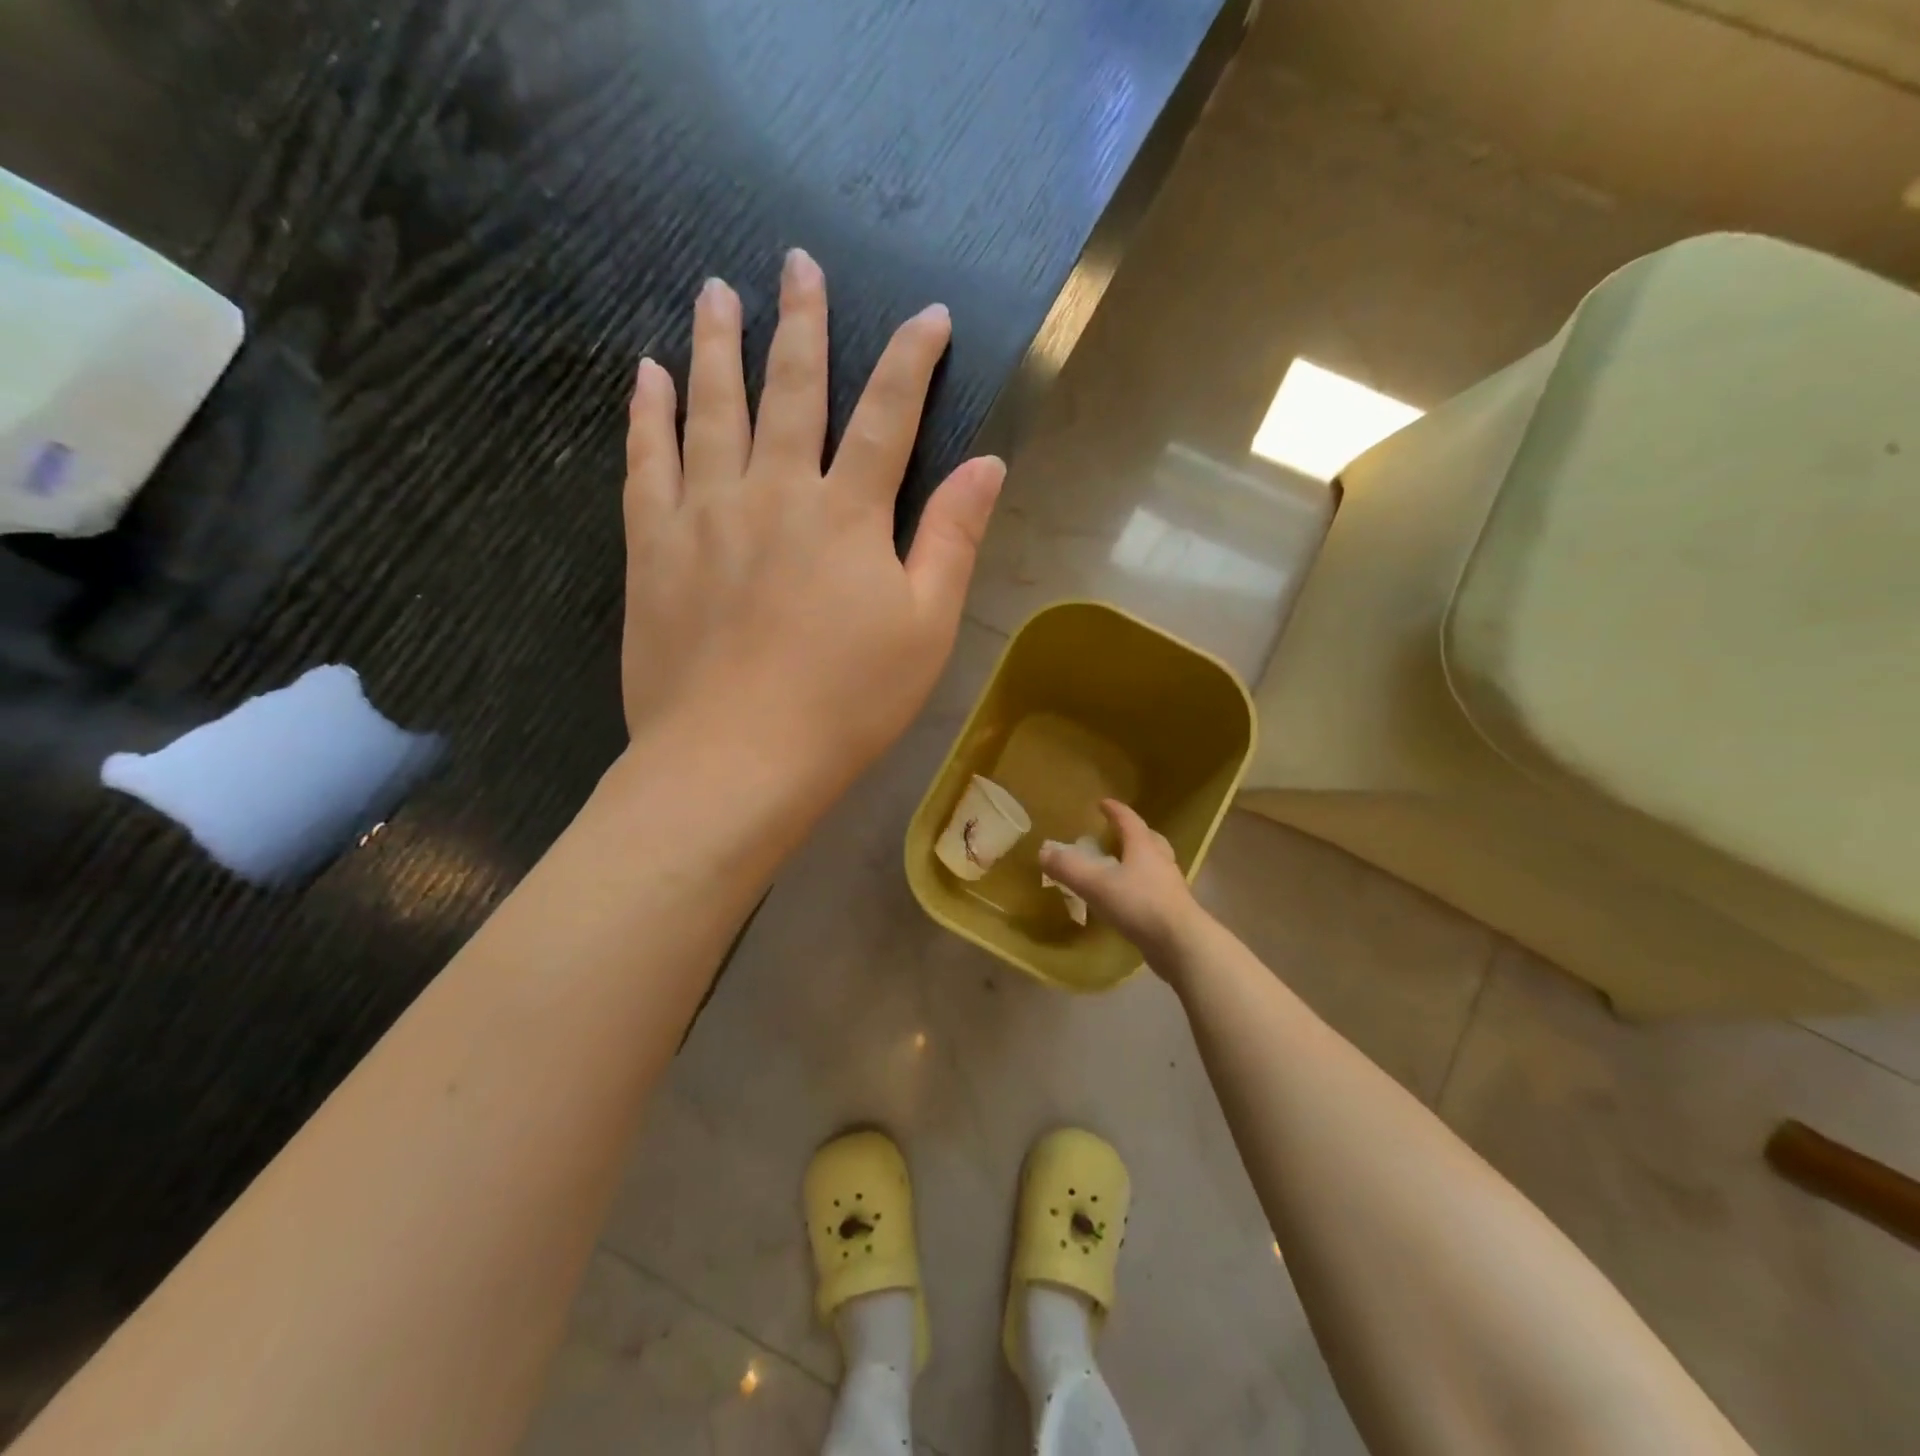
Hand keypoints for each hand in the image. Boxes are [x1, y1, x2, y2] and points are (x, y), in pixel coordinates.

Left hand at [620, 249, 1004, 782]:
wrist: (736, 759)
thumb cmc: (847, 703)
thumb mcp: (925, 628)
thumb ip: (952, 540)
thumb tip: (988, 465)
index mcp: (847, 514)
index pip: (889, 415)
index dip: (912, 360)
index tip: (929, 316)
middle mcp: (775, 491)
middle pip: (792, 389)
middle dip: (802, 322)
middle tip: (797, 263)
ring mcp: (705, 513)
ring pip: (711, 408)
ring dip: (716, 345)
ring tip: (714, 291)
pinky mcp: (652, 547)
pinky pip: (646, 462)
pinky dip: (646, 413)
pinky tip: (645, 375)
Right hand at [1037, 799, 1201, 968]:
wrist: (1182, 944)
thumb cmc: (1139, 905)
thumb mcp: (1095, 884)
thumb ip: (1068, 868)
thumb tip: (1043, 851)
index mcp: (1143, 847)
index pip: (1129, 820)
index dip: (1115, 810)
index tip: (1103, 803)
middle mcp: (1160, 861)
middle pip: (1149, 839)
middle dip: (1133, 833)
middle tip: (1117, 833)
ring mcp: (1170, 887)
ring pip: (1155, 865)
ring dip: (1139, 861)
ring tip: (1120, 867)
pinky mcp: (1173, 911)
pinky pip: (1154, 890)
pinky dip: (1141, 887)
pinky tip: (1128, 900)